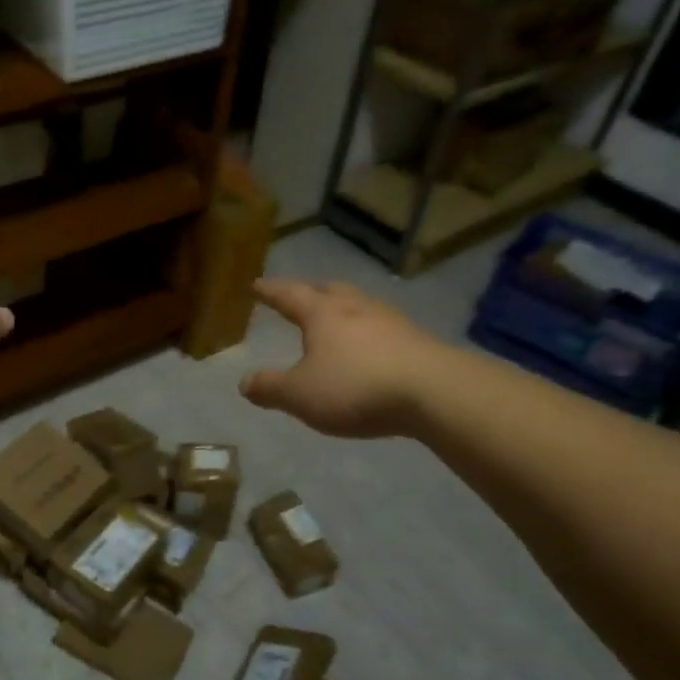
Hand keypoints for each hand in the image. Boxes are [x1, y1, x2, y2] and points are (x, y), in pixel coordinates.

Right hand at [240, 279, 436, 438]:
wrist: (434, 392)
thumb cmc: (356, 387)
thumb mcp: (300, 395)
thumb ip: (270, 388)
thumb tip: (244, 382)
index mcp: (322, 314)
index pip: (289, 295)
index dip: (270, 291)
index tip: (256, 284)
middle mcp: (355, 308)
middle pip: (330, 291)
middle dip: (312, 293)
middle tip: (301, 297)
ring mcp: (390, 321)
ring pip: (360, 306)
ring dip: (344, 310)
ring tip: (337, 321)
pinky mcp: (416, 341)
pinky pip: (383, 328)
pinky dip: (368, 333)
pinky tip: (370, 348)